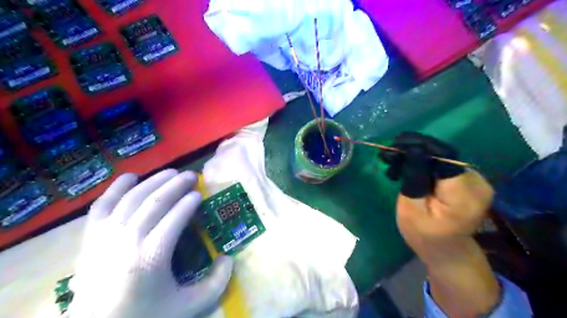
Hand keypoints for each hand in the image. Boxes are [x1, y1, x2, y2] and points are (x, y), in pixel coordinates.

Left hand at [70, 170, 231, 317]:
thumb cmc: (144, 316)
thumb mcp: (187, 307)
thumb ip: (215, 284)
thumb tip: (229, 258)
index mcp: (152, 256)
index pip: (175, 217)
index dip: (189, 202)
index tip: (199, 193)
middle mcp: (127, 240)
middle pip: (155, 201)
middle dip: (176, 185)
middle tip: (191, 175)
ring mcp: (105, 236)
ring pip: (132, 198)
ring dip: (154, 181)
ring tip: (171, 172)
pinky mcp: (90, 238)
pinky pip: (102, 205)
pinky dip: (117, 188)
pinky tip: (131, 177)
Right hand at [378, 133, 497, 316]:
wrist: (447, 251)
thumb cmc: (424, 235)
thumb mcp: (411, 209)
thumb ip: (414, 178)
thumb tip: (412, 150)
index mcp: (463, 193)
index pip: (442, 156)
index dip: (418, 146)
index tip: (394, 144)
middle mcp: (476, 181)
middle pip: (441, 154)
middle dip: (413, 151)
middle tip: (388, 156)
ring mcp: (475, 179)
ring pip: (441, 156)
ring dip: (416, 157)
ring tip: (394, 165)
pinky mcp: (468, 180)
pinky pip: (443, 163)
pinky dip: (424, 164)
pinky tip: (407, 169)